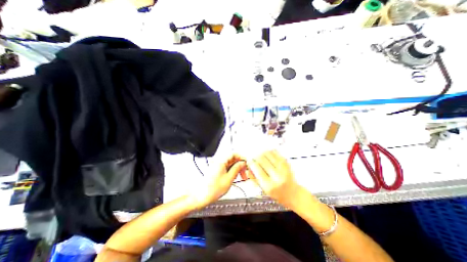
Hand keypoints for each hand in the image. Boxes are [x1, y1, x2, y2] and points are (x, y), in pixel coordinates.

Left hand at [190, 154, 246, 209]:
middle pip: (232, 159)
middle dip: (240, 165)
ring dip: (237, 169)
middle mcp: (219, 161)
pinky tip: (235, 177)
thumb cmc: (214, 189)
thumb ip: (236, 169)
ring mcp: (218, 166)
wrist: (201, 196)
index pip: (233, 153)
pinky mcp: (217, 170)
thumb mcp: (229, 178)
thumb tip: (243, 163)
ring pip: (230, 164)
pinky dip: (232, 171)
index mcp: (221, 161)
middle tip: (245, 172)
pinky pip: (227, 168)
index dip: (241, 157)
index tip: (247, 163)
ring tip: (242, 177)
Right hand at [248, 149, 302, 207]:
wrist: (293, 193)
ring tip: (260, 155)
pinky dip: (269, 151)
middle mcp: (277, 176)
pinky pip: (275, 153)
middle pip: (262, 160)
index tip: (249, 161)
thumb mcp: (264, 190)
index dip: (251, 163)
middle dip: (255, 157)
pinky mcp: (286, 163)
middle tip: (254, 157)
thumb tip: (248, 169)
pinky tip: (267, 154)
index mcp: (269, 185)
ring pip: (268, 154)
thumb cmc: (277, 193)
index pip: (257, 170)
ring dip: (262, 153)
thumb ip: (254, 179)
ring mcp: (283, 168)